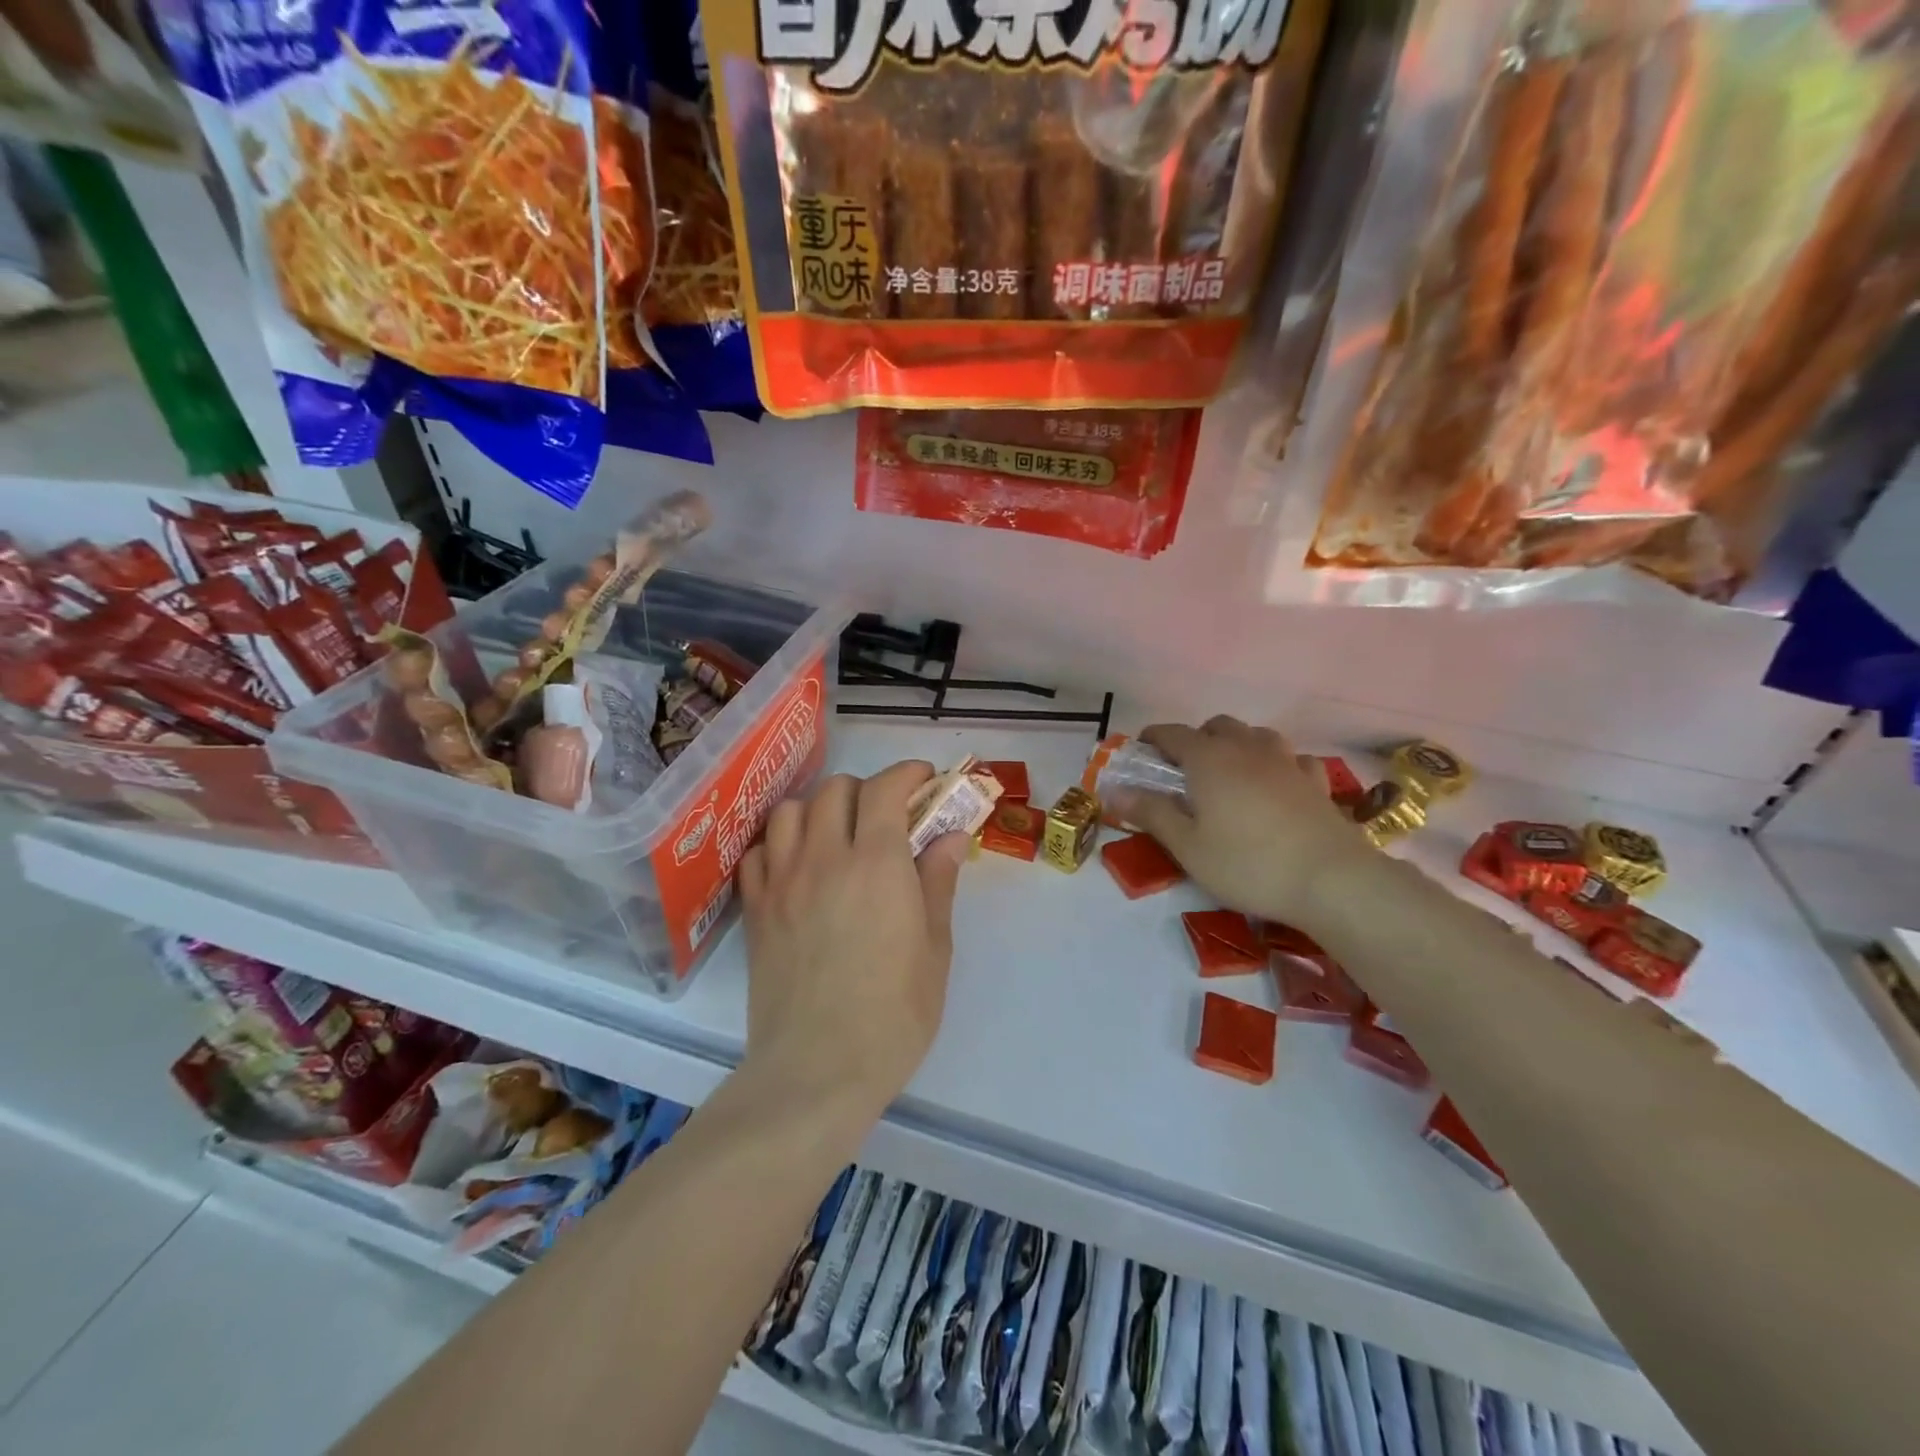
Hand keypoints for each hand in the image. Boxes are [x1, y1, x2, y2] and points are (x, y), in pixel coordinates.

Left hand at [738, 761, 968, 1122]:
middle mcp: (824, 857)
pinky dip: (779, 844)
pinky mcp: (756, 910)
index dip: (907, 773)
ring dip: (818, 808)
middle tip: (886, 816)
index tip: (925, 780)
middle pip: (835, 789)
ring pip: (790, 810)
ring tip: (836, 834)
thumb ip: (938, 882)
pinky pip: (758, 852)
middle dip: (866, 789)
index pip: (885, 788)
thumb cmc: (894, 1013)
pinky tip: (797, 866)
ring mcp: (782, 881)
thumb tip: (948, 836)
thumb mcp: (935, 947)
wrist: (818, 1069)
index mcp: (876, 862)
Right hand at [1104, 717, 1373, 929]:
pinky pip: (1292, 759)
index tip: (1141, 751)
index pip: (1173, 733)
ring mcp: (1286, 762)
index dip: (1153, 738)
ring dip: (1238, 744)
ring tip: (1230, 772)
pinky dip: (1277, 764)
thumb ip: (1151, 813)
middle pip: (1217, 726)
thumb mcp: (1187, 846)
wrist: (1331, 880)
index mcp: (1208, 760)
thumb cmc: (1247, 863)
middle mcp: (1246, 749)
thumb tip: (1115, 790)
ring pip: (1256, 735)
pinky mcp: (1317, 782)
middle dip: (1196, 739)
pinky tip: (1277, 784)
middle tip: (1185, 770)